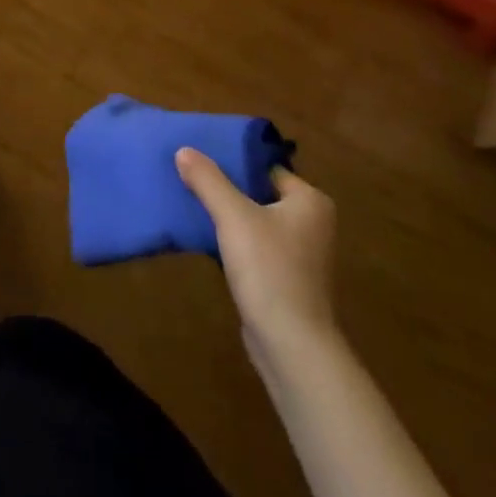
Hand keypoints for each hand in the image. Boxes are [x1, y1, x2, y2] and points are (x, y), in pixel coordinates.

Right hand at [176, 148, 338, 371]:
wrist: (291, 346)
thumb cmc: (270, 270)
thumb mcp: (233, 216)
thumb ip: (208, 180)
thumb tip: (183, 150)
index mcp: (310, 201)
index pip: (265, 167)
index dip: (232, 160)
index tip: (200, 155)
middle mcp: (311, 223)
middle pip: (259, 192)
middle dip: (226, 187)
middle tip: (189, 175)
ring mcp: (300, 253)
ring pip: (255, 220)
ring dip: (227, 215)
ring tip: (190, 200)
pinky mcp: (285, 278)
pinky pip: (255, 246)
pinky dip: (233, 240)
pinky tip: (204, 236)